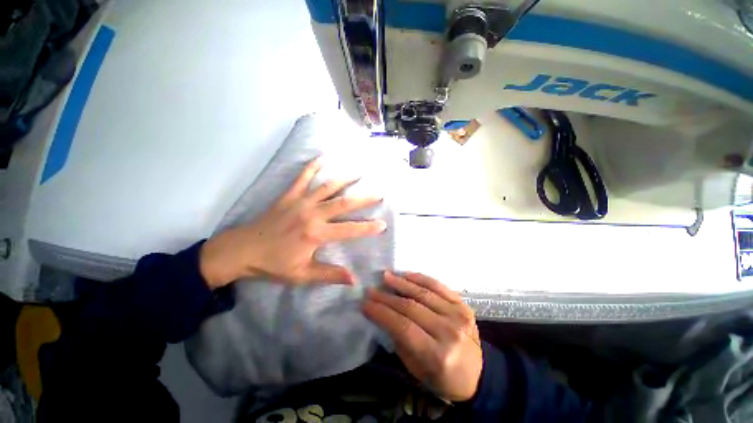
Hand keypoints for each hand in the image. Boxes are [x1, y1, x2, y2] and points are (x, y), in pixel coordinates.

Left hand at [200, 157, 386, 287]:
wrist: (241, 250)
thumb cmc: (273, 264)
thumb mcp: (302, 275)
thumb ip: (329, 275)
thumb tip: (353, 280)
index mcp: (316, 234)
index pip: (349, 230)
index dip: (367, 228)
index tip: (383, 224)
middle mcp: (311, 214)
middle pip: (343, 203)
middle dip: (363, 198)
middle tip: (379, 193)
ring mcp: (300, 201)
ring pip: (327, 187)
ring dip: (344, 178)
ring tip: (359, 172)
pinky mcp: (288, 195)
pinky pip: (302, 177)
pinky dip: (313, 166)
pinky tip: (323, 157)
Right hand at [363, 272, 481, 401]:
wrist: (477, 375)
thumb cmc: (442, 378)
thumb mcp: (416, 369)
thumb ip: (400, 341)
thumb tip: (383, 314)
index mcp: (438, 356)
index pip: (403, 327)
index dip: (382, 313)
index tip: (365, 304)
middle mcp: (450, 332)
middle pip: (411, 308)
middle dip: (387, 297)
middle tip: (371, 290)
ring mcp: (459, 315)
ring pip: (423, 293)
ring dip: (401, 283)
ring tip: (385, 276)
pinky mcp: (463, 305)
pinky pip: (438, 286)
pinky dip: (420, 278)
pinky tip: (406, 274)